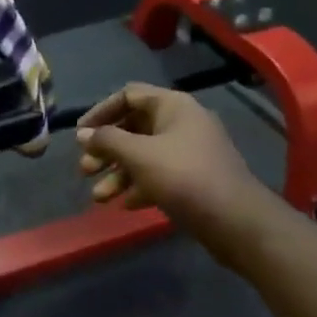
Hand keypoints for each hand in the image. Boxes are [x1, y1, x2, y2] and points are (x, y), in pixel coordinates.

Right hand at [76, 84, 270, 242]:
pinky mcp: (193, 179)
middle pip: (133, 128)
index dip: (100, 112)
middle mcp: (182, 123)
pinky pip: (158, 175)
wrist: (236, 220)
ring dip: (117, 174)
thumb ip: (107, 140)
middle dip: (106, 150)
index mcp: (173, 106)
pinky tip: (124, 205)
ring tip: (99, 197)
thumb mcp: (138, 155)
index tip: (80, 134)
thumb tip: (82, 133)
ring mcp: (189, 152)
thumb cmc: (183, 177)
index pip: (128, 95)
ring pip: (143, 155)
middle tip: (85, 170)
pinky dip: (138, 186)